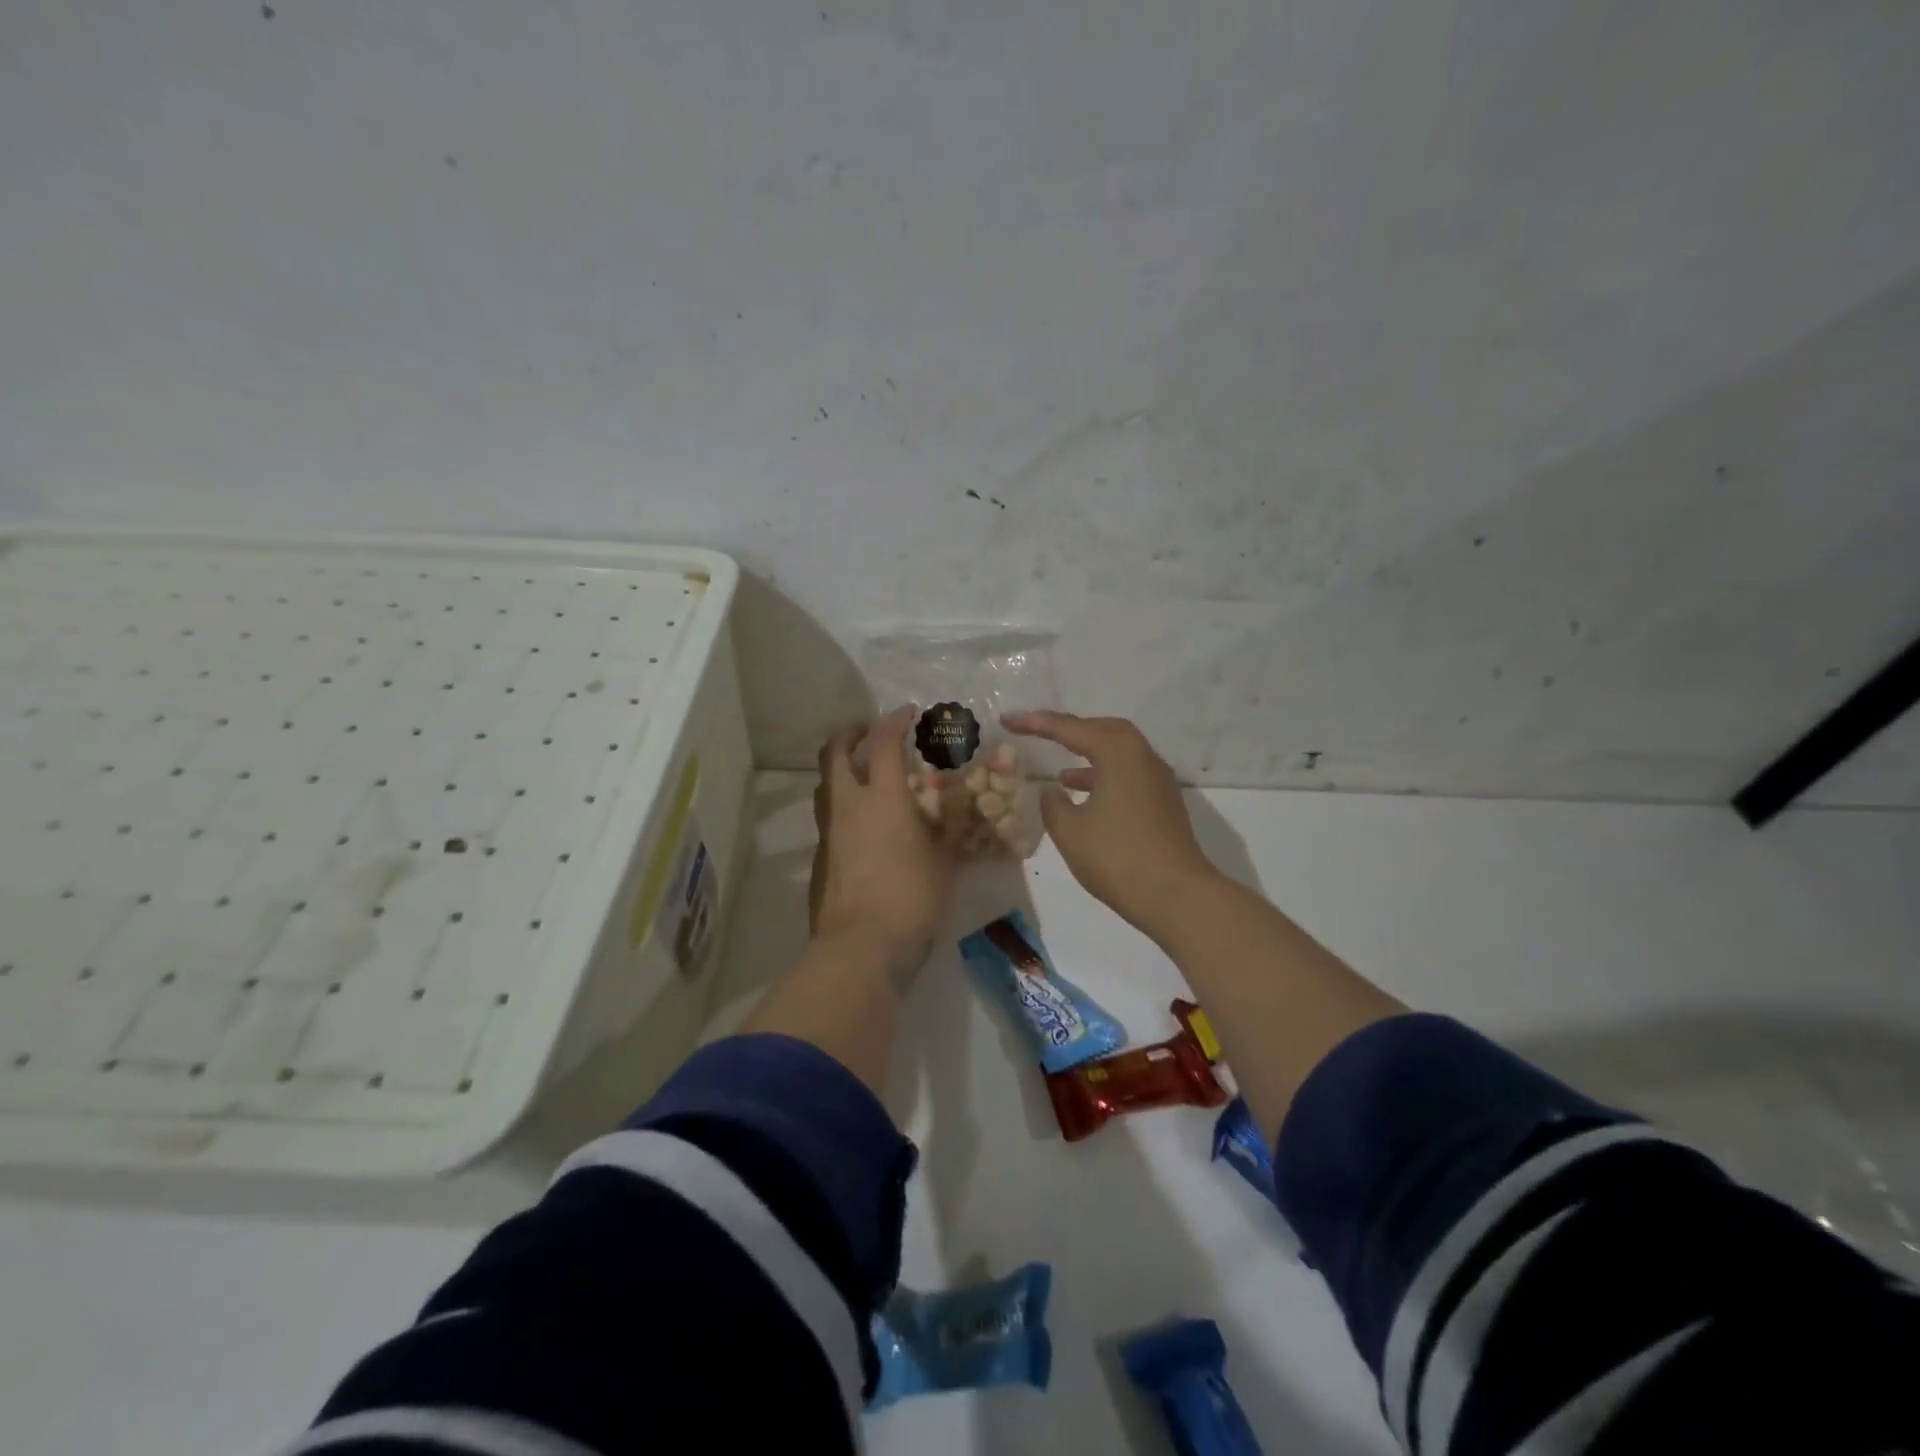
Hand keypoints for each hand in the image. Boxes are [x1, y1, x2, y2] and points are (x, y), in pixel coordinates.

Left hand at [808, 706, 955, 980]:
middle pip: (834, 752)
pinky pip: (827, 818)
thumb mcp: (944, 862)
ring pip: (824, 784)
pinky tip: (861, 827)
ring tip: (863, 776)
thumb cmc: (911, 899)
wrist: (860, 948)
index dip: (894, 721)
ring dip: (840, 769)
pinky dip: (841, 806)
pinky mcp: (818, 858)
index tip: (907, 713)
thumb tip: (956, 804)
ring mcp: (828, 832)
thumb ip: (949, 828)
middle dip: (850, 733)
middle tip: (868, 732)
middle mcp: (848, 806)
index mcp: (882, 798)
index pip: (883, 742)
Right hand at [1003, 710, 1219, 939]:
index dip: (1035, 723)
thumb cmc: (1118, 858)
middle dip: (1069, 730)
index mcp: (1119, 753)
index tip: (1008, 720)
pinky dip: (1103, 776)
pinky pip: (1128, 774)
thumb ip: (1053, 805)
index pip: (1070, 728)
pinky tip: (1085, 799)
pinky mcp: (1163, 803)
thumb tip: (1053, 790)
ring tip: (1059, 772)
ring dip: (1088, 756)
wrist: (1177, 897)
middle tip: (1039, 734)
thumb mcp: (1070, 832)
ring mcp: (1157, 781)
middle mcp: (1142, 757)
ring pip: (1118, 753)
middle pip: (1103, 730)